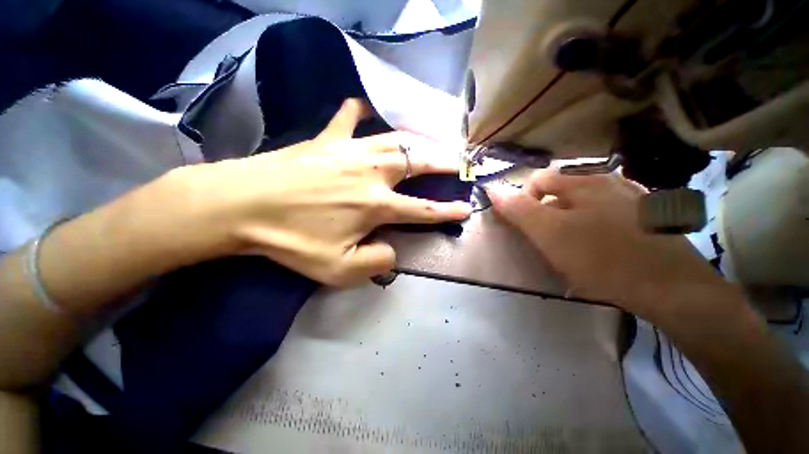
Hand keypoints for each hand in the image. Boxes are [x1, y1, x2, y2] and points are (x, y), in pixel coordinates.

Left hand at [175, 99, 470, 285]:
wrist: (241, 206)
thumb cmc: (291, 241)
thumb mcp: (339, 270)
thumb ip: (377, 262)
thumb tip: (392, 249)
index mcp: (376, 205)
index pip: (424, 209)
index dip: (448, 211)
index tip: (466, 208)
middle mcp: (372, 173)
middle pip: (419, 162)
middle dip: (445, 162)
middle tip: (461, 162)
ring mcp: (350, 150)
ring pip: (395, 139)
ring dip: (419, 141)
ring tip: (432, 143)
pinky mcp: (326, 139)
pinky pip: (348, 117)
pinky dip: (359, 112)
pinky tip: (365, 109)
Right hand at [486, 169, 724, 319]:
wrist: (672, 289)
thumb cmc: (602, 258)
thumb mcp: (549, 233)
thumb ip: (519, 209)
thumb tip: (493, 190)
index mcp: (585, 182)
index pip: (539, 179)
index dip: (524, 199)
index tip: (525, 225)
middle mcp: (610, 181)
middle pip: (562, 189)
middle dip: (547, 211)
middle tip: (548, 238)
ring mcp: (633, 197)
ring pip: (585, 201)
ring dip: (570, 217)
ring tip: (572, 244)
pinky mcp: (647, 216)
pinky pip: (608, 211)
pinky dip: (594, 223)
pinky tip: (600, 243)